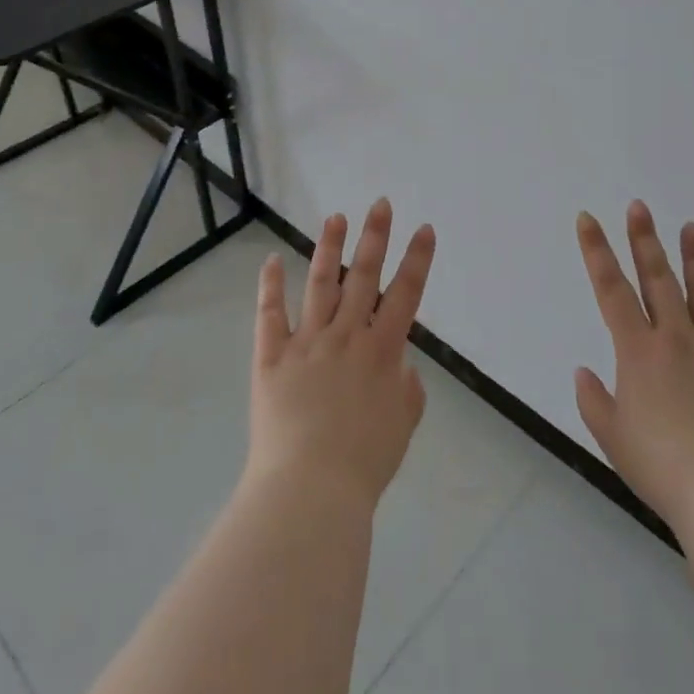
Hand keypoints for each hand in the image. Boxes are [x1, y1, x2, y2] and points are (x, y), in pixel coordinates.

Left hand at [246, 198, 437, 510]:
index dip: (417, 260)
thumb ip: (406, 389)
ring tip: (336, 218)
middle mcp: (346, 336)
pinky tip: (271, 260)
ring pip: (319, 284)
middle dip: (374, 237)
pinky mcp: (271, 356)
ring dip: (328, 249)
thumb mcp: (402, 425)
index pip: (406, 294)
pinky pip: (269, 314)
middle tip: (379, 204)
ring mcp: (306, 342)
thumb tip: (399, 365)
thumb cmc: (365, 462)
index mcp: (382, 351)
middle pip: (363, 277)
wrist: (310, 488)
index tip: (424, 229)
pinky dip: (269, 286)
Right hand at [573, 202, 693, 536]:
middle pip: (658, 278)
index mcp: (638, 351)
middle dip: (644, 239)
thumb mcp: (613, 438)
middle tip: (640, 206)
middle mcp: (676, 338)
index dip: (596, 251)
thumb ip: (594, 400)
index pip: (611, 289)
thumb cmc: (664, 467)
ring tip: (691, 227)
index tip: (588, 219)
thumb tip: (584, 371)